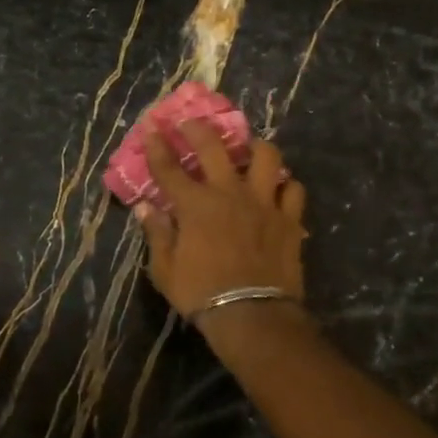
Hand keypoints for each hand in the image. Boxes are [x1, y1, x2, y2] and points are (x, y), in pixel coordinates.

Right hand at [135, 118, 307, 322]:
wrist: (252, 316)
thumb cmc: (201, 293)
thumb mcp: (165, 268)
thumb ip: (156, 233)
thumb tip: (144, 208)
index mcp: (194, 205)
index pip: (169, 168)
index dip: (158, 147)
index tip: (152, 128)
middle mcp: (228, 193)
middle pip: (214, 147)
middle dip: (198, 129)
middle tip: (191, 122)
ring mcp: (263, 203)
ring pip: (266, 157)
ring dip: (255, 147)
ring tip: (249, 148)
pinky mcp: (289, 219)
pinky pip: (293, 190)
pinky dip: (285, 185)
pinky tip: (278, 188)